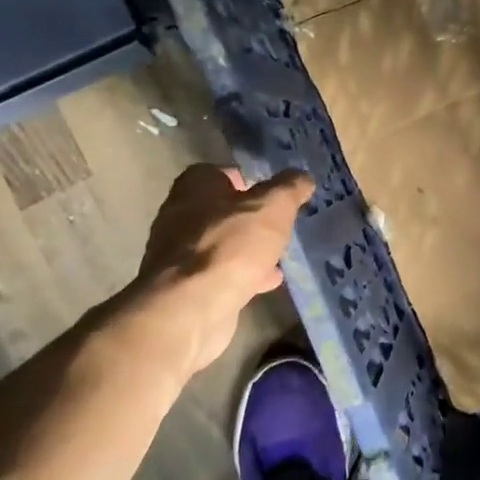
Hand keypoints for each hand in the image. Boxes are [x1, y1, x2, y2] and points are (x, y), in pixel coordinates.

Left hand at [105, 165, 313, 389]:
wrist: (191, 307)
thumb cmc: (232, 245)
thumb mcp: (273, 206)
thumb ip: (290, 188)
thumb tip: (302, 177)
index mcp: (195, 187)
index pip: (221, 172)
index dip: (247, 179)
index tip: (272, 192)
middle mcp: (179, 215)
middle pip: (220, 209)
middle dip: (248, 217)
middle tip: (278, 223)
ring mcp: (177, 254)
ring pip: (220, 243)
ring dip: (246, 247)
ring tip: (278, 254)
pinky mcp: (184, 286)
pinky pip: (219, 272)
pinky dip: (241, 273)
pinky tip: (266, 282)